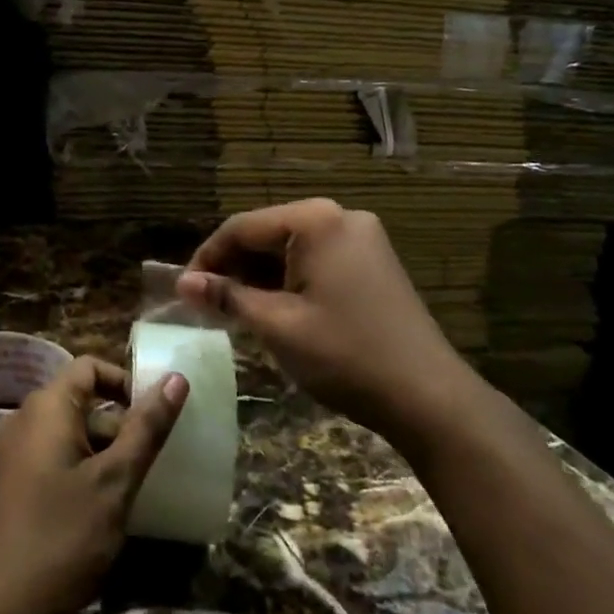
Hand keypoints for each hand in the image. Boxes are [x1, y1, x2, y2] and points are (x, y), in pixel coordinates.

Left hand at [0, 356, 187, 613]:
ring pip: (70, 434)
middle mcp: (24, 420)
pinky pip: (54, 459)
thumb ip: (146, 428)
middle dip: (120, 424)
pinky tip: (104, 508)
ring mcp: (13, 455)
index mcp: (46, 408)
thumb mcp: (115, 482)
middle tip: (152, 459)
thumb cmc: (62, 539)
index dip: (126, 382)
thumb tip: (176, 378)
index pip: (90, 367)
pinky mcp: (11, 487)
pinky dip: (82, 470)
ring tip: (134, 486)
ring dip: (103, 451)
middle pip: (81, 401)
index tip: (156, 415)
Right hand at [177, 197, 463, 445]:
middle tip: (207, 304)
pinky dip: (289, 279)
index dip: (207, 257)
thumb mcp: (277, 325)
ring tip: (235, 310)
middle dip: (235, 267)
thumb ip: (227, 297)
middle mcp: (339, 216)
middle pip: (268, 232)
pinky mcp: (372, 260)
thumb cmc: (345, 355)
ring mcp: (361, 237)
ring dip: (261, 275)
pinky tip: (274, 307)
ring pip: (292, 247)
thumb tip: (183, 283)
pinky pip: (317, 259)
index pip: (242, 227)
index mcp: (315, 220)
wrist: (429, 397)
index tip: (184, 291)